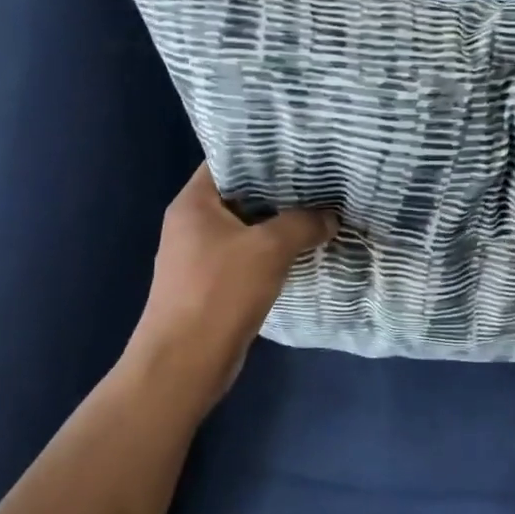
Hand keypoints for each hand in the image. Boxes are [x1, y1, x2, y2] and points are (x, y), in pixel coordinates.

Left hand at [130, 164, 336, 404]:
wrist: (184, 364)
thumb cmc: (219, 292)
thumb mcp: (269, 249)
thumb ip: (303, 224)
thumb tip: (330, 217)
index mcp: (194, 202)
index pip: (229, 160)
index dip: (264, 152)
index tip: (302, 149)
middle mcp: (192, 223)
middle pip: (242, 194)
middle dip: (281, 190)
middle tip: (321, 180)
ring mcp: (201, 255)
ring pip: (247, 227)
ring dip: (280, 223)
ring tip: (321, 211)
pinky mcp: (212, 283)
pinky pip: (248, 255)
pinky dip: (273, 251)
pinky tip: (304, 249)